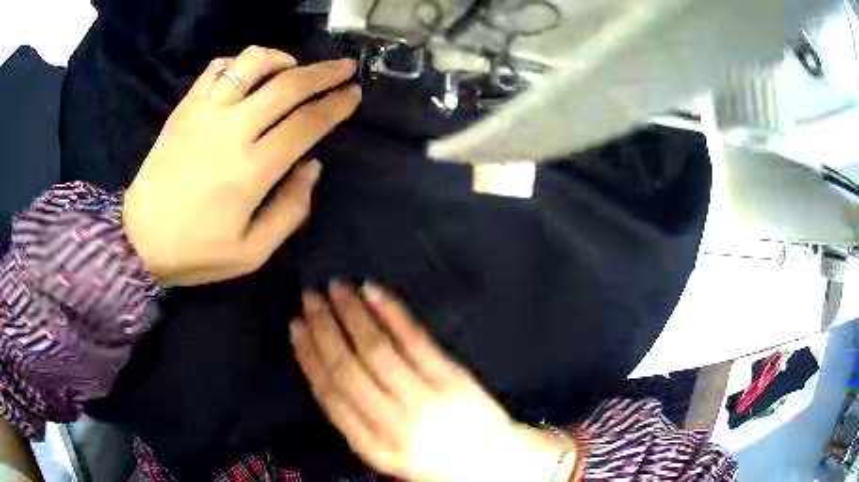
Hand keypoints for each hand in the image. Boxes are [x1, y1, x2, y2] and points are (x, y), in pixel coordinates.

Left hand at [123, 46, 360, 285]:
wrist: (139, 239)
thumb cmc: (196, 251)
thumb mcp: (252, 252)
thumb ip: (291, 210)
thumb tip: (313, 167)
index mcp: (252, 170)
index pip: (306, 123)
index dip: (336, 105)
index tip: (354, 94)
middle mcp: (232, 130)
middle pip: (288, 84)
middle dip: (323, 72)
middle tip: (344, 67)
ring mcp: (205, 113)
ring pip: (251, 63)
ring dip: (280, 59)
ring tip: (291, 68)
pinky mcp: (185, 108)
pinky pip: (217, 69)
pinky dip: (239, 64)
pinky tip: (247, 76)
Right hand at [291, 282, 578, 481]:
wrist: (491, 462)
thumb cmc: (433, 457)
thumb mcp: (385, 452)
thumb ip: (355, 421)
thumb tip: (322, 373)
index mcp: (371, 445)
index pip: (329, 394)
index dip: (308, 356)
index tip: (295, 327)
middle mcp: (393, 424)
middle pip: (347, 368)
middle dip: (323, 329)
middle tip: (309, 298)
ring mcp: (424, 399)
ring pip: (376, 349)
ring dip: (351, 314)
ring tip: (336, 287)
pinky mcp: (451, 378)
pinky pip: (413, 339)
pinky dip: (390, 312)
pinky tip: (373, 292)